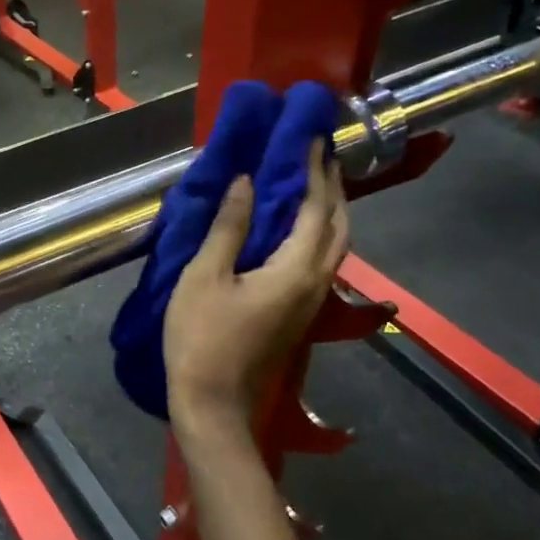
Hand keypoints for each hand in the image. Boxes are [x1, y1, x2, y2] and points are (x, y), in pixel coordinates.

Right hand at [164, 141, 349, 439]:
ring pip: (334, 246)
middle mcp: (315, 282)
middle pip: (338, 226)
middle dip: (332, 187)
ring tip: (314, 183)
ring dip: (329, 210)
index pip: (315, 207)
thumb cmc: (201, 338)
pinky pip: (320, 260)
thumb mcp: (204, 277)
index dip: (313, 169)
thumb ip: (228, 227)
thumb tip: (246, 182)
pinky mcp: (299, 314)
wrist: (214, 404)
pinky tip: (297, 227)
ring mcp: (310, 302)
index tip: (309, 135)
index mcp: (295, 269)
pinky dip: (317, 233)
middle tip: (319, 154)